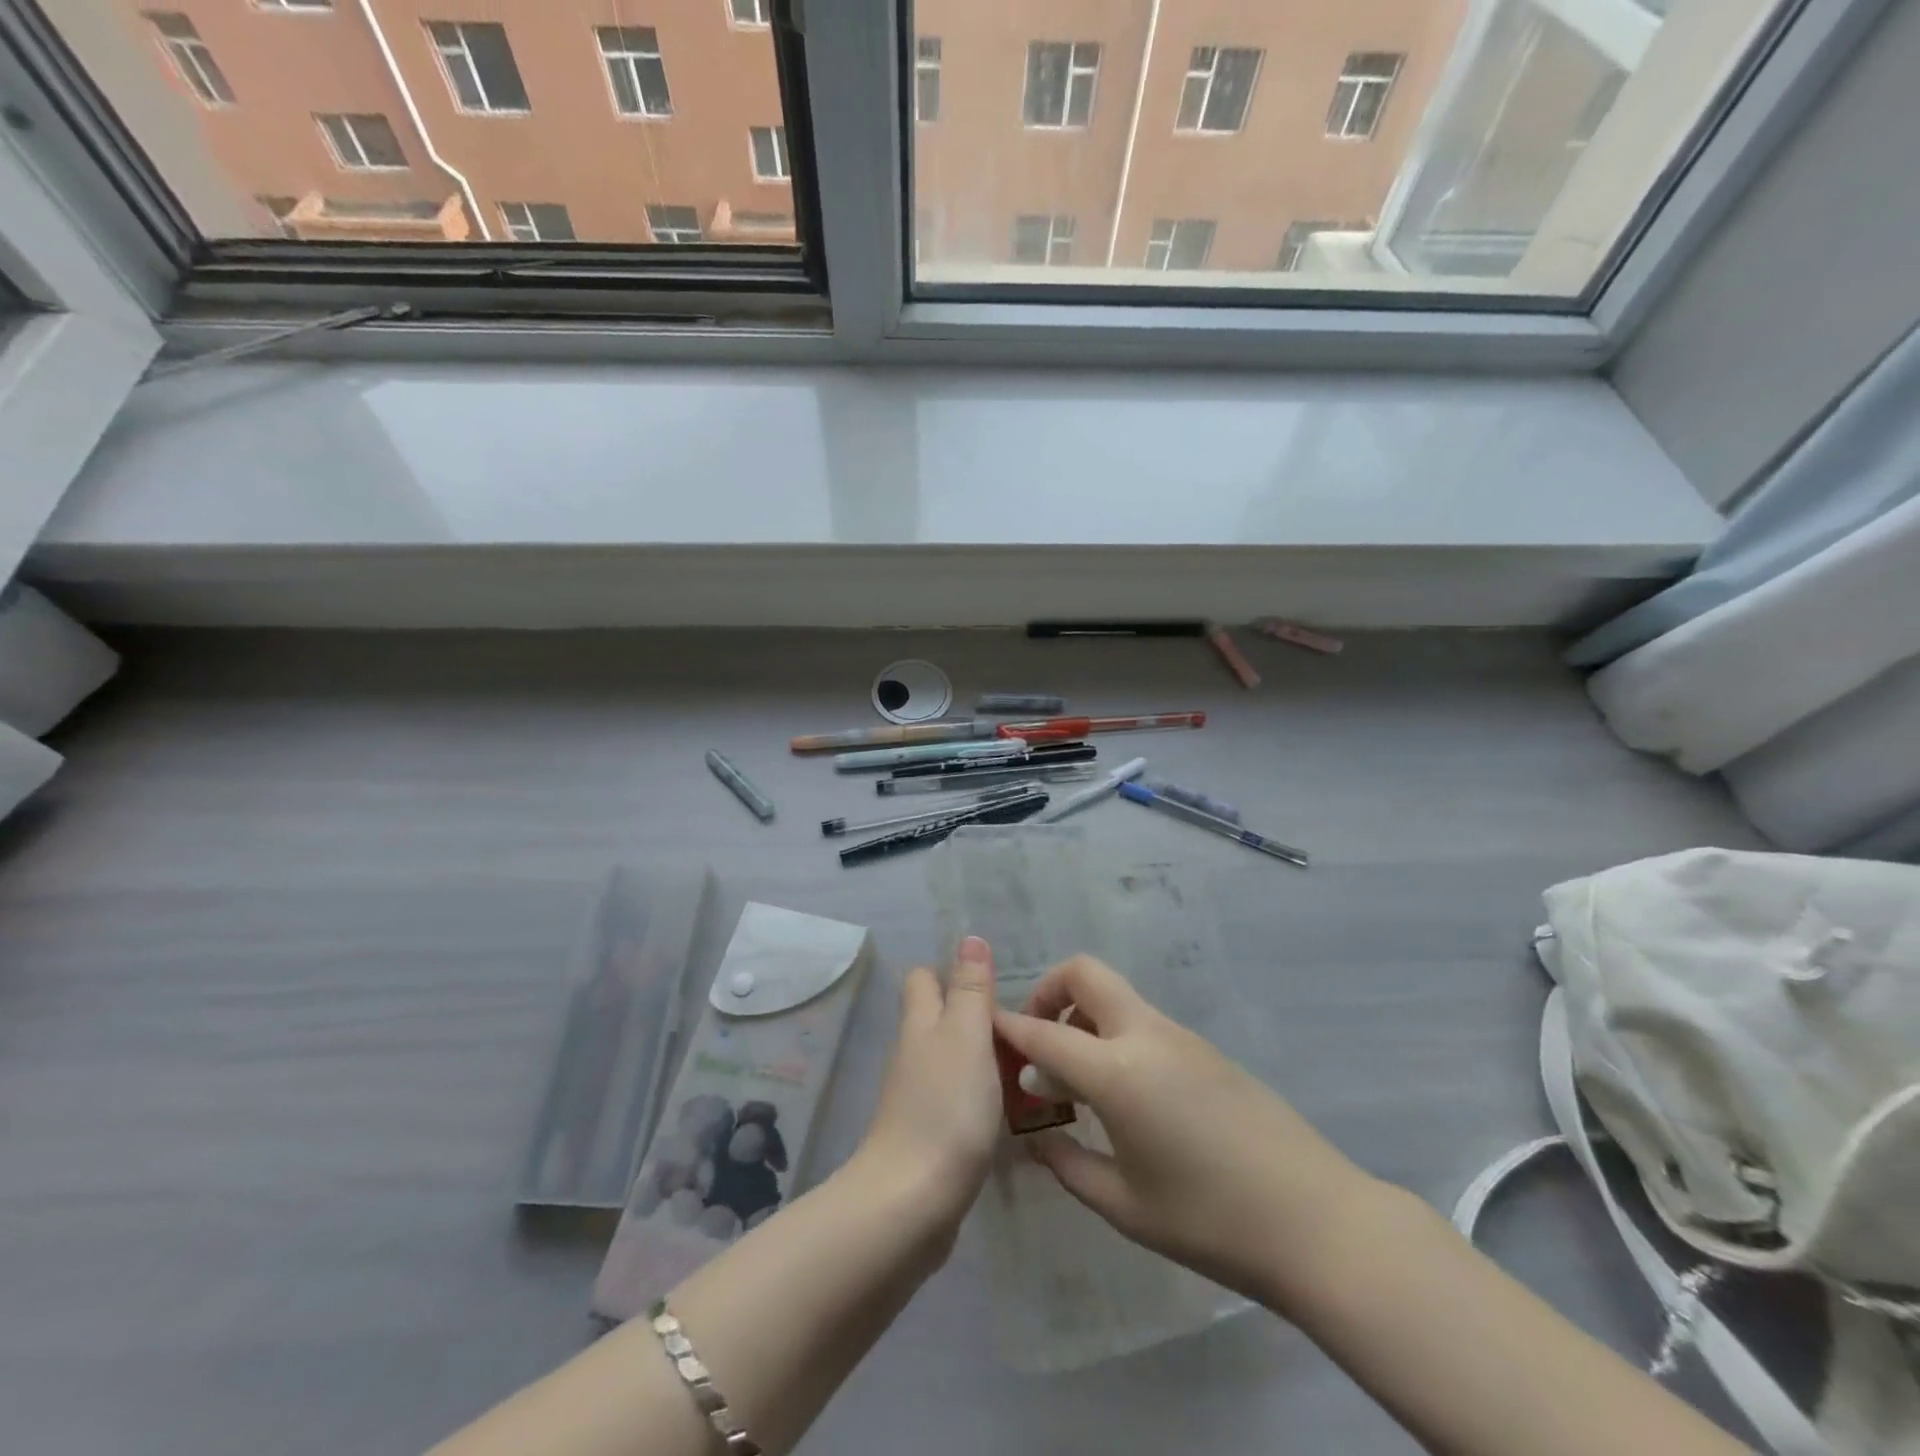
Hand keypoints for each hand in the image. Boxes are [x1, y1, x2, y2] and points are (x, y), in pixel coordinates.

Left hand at [853, 936, 1003, 1248]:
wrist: (912, 1203)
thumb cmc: (945, 1108)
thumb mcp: (966, 1036)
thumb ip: (970, 989)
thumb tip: (969, 938)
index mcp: (920, 1023)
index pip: (924, 979)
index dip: (950, 972)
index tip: (993, 982)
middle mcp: (914, 1054)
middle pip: (939, 1020)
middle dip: (974, 1017)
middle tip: (1025, 1027)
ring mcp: (918, 1098)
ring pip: (951, 1061)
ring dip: (983, 1059)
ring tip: (1031, 1066)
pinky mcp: (928, 1137)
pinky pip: (957, 1101)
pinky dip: (980, 1097)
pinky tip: (1011, 1111)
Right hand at [993, 955, 1379, 1306]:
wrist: (1317, 1221)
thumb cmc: (1209, 1220)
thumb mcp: (1124, 1205)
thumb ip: (1068, 1165)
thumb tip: (1036, 1139)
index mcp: (1116, 1071)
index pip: (1043, 1033)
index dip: (1007, 1027)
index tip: (982, 1028)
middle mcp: (1145, 1035)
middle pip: (1084, 972)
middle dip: (1048, 991)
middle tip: (1038, 1042)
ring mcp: (1179, 1036)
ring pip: (1115, 996)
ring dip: (1082, 1016)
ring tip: (1076, 1079)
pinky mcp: (1204, 1048)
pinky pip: (1143, 1022)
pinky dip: (1114, 1035)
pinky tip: (1124, 1095)